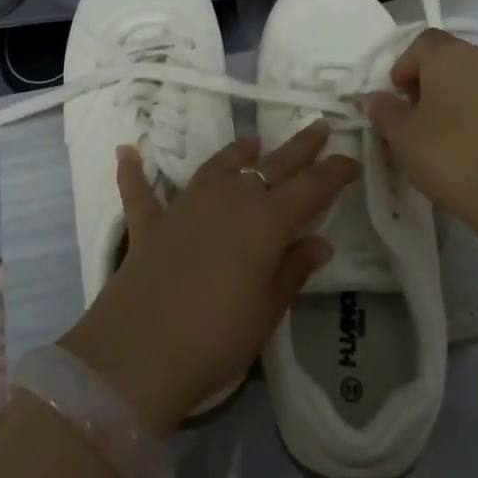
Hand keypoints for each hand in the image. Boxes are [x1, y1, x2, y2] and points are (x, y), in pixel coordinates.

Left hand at [60, 124, 356, 433]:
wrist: (140, 351)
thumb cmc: (217, 336)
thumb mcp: (267, 309)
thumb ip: (293, 269)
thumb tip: (320, 242)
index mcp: (265, 221)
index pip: (310, 188)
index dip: (334, 172)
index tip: (351, 160)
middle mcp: (228, 200)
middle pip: (271, 166)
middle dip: (299, 148)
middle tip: (319, 127)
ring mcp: (185, 207)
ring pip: (217, 167)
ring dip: (237, 153)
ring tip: (253, 142)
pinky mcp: (150, 224)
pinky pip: (141, 191)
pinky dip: (134, 172)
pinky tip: (126, 152)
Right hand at [364, 29, 477, 228]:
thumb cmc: (450, 155)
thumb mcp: (401, 137)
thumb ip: (384, 111)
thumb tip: (378, 98)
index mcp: (450, 55)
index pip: (421, 43)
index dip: (404, 66)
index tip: (398, 98)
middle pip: (450, 58)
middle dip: (430, 81)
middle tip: (417, 117)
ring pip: (475, 79)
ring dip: (457, 97)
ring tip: (445, 135)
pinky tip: (473, 146)